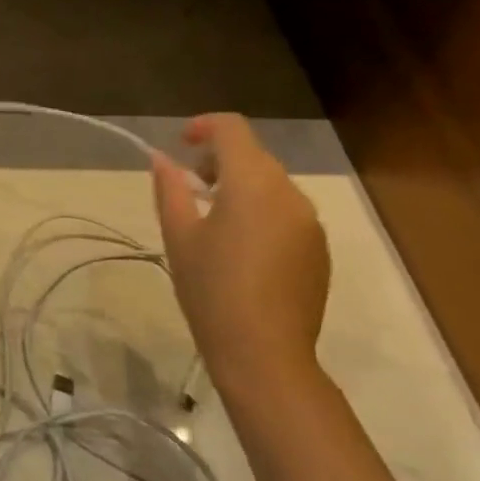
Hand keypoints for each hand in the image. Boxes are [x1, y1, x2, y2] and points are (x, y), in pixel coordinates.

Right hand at [151, 115, 328, 408]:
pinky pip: (286, 211)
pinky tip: (240, 246)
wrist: (265, 354)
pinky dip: (260, 210)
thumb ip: (170, 188)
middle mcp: (289, 194)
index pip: (232, 129)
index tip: (181, 144)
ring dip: (240, 185)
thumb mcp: (179, 235)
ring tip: (212, 219)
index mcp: (252, 183)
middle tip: (190, 187)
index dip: (204, 126)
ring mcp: (310, 222)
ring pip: (271, 183)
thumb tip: (161, 158)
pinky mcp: (318, 249)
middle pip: (254, 155)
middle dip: (220, 159)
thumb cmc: (211, 289)